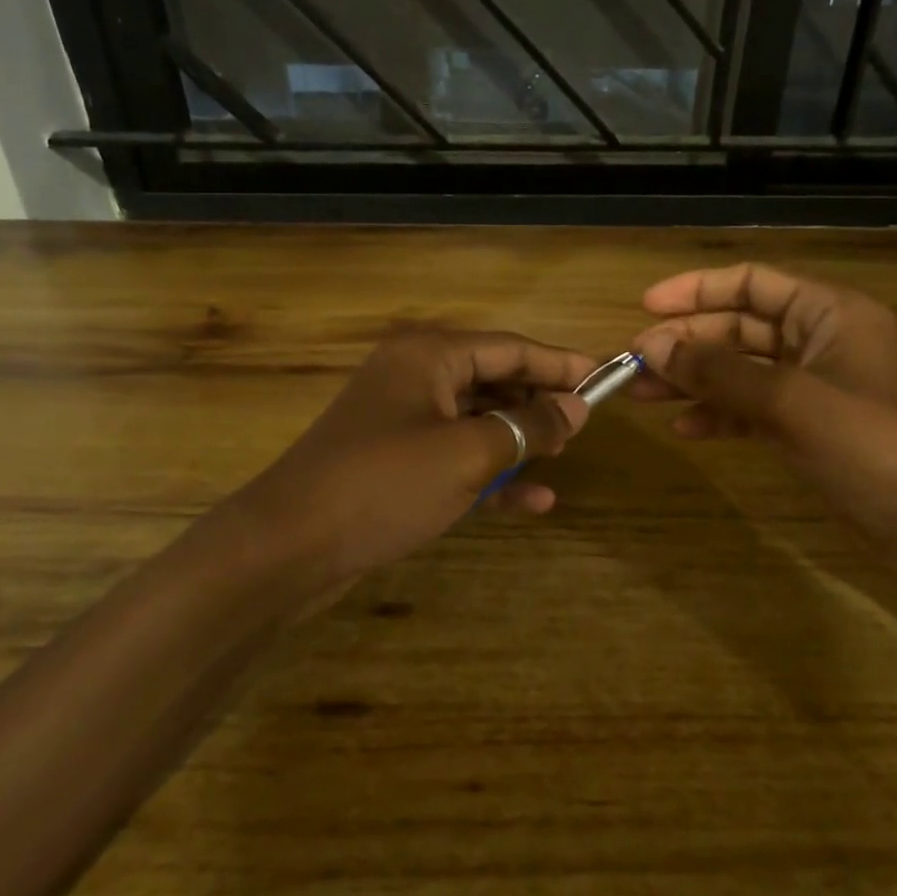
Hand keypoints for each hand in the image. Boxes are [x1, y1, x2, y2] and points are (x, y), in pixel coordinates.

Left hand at [232, 328, 595, 592]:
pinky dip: (492, 476)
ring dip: (518, 441)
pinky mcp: (397, 464)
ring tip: (562, 459)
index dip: (561, 363)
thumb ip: (528, 427)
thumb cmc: (384, 484)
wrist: (289, 547)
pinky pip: (456, 459)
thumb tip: (577, 408)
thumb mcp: (468, 455)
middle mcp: (416, 379)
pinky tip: (533, 503)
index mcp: (429, 356)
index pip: (511, 348)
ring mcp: (404, 423)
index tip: (606, 378)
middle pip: (494, 380)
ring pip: (478, 422)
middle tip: (585, 427)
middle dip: (539, 403)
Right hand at [631, 264, 896, 554]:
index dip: (697, 290)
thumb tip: (653, 346)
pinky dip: (720, 416)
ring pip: (741, 371)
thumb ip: (720, 372)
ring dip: (694, 380)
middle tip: (634, 363)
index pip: (753, 283)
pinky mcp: (811, 430)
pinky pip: (753, 410)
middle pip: (740, 328)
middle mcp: (821, 341)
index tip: (645, 307)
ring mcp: (815, 389)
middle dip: (687, 342)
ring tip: (643, 395)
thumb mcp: (792, 402)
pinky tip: (686, 429)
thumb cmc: (876, 447)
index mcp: (831, 313)